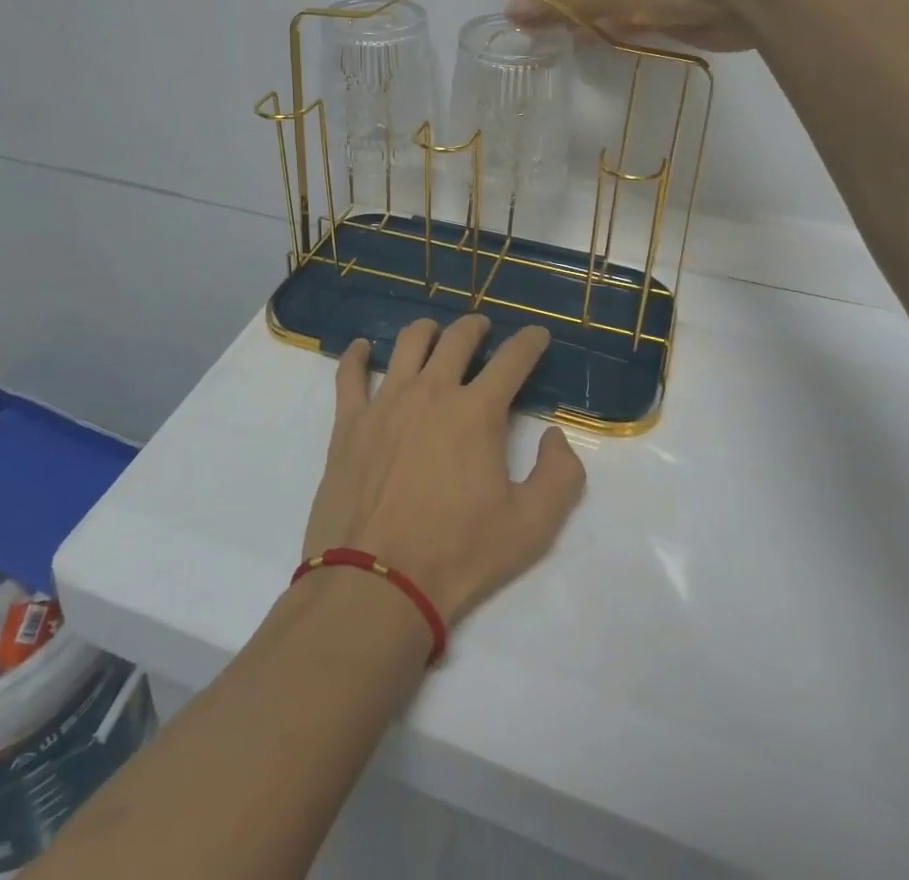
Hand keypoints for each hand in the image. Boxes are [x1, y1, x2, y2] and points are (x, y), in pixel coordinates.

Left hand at [301, 316, 586, 624]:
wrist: (376, 582)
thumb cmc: (457, 554)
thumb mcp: (532, 526)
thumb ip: (560, 475)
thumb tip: (554, 435)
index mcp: (476, 412)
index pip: (512, 360)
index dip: (529, 342)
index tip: (537, 335)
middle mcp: (431, 392)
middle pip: (457, 339)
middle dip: (476, 327)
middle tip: (483, 329)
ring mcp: (385, 401)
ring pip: (407, 343)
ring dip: (427, 330)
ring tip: (434, 333)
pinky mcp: (349, 421)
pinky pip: (350, 373)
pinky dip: (356, 354)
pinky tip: (361, 348)